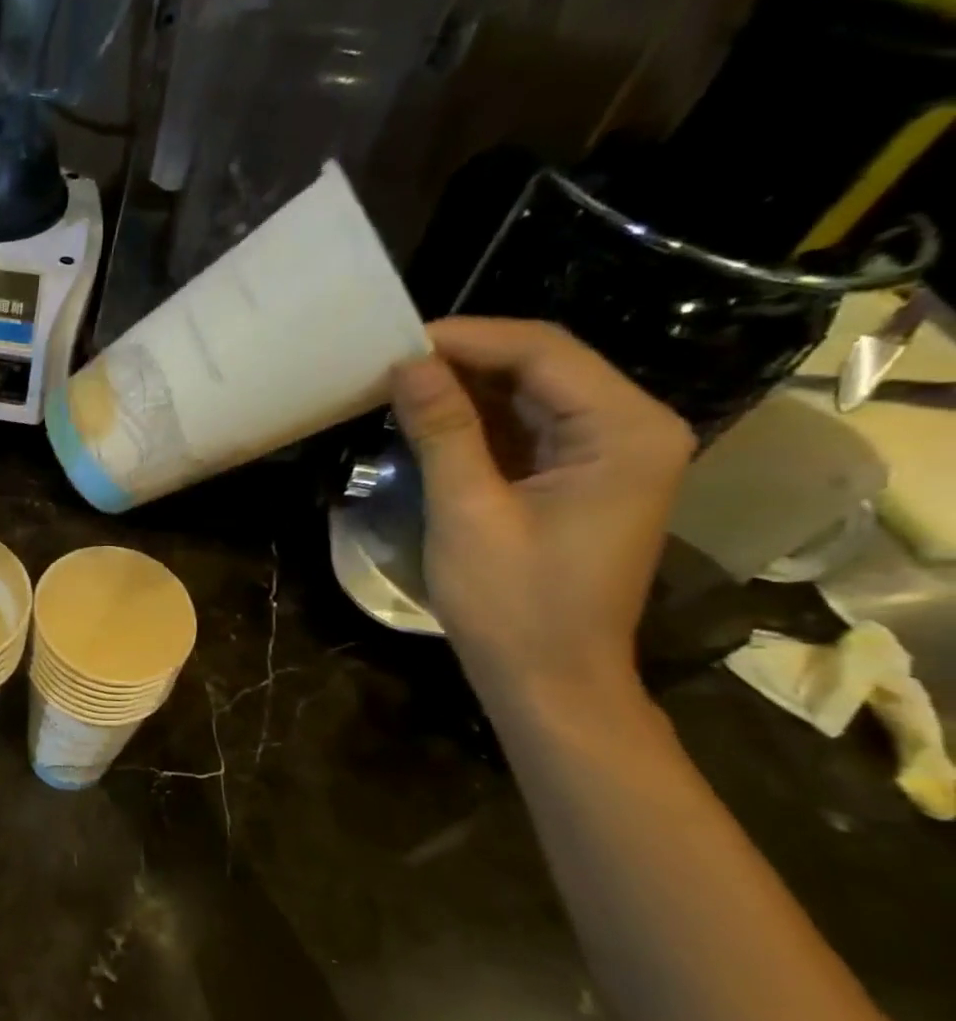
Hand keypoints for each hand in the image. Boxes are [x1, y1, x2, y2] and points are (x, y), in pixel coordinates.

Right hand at [389, 317, 694, 705]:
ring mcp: (609, 455)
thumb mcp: (468, 511)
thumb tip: (406, 364)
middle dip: (464, 361)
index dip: (467, 338)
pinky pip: (526, 430)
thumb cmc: (513, 604)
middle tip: (388, 364)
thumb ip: (443, 430)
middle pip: (542, 366)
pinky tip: (428, 420)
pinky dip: (476, 422)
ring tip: (397, 387)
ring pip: (530, 396)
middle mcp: (632, 429)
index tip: (397, 343)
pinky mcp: (581, 479)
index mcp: (626, 431)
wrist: (549, 682)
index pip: (544, 352)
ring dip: (465, 390)